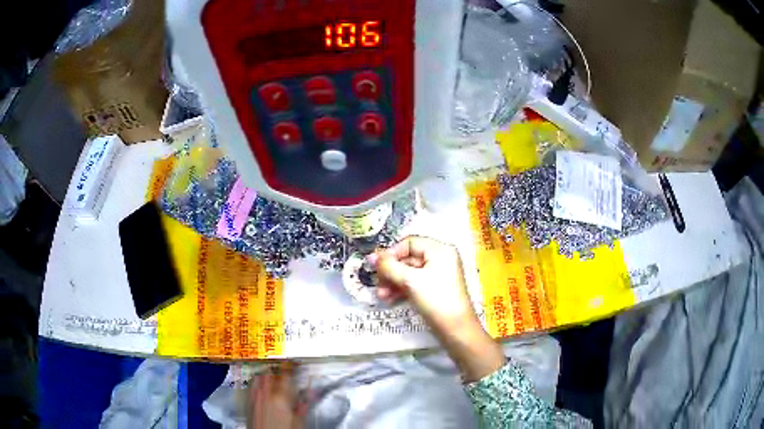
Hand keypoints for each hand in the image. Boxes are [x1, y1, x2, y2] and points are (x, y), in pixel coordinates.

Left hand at [248, 363, 307, 428]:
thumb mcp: (300, 421)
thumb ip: (304, 404)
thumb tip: (313, 391)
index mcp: (280, 395)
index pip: (286, 373)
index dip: (292, 365)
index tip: (297, 363)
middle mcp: (265, 392)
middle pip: (271, 372)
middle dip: (279, 369)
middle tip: (287, 370)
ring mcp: (254, 396)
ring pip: (259, 376)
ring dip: (267, 373)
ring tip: (274, 376)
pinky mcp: (247, 401)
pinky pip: (251, 385)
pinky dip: (257, 381)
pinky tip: (261, 386)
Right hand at [368, 236, 504, 381]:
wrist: (455, 329)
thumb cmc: (436, 299)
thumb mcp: (410, 281)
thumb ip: (389, 267)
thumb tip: (371, 256)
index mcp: (439, 250)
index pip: (409, 243)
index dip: (391, 253)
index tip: (376, 266)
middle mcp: (440, 259)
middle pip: (408, 258)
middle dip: (390, 272)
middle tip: (377, 284)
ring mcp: (437, 275)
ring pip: (408, 273)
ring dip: (392, 283)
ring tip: (382, 296)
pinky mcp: (434, 290)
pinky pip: (414, 284)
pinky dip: (401, 290)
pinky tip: (389, 300)